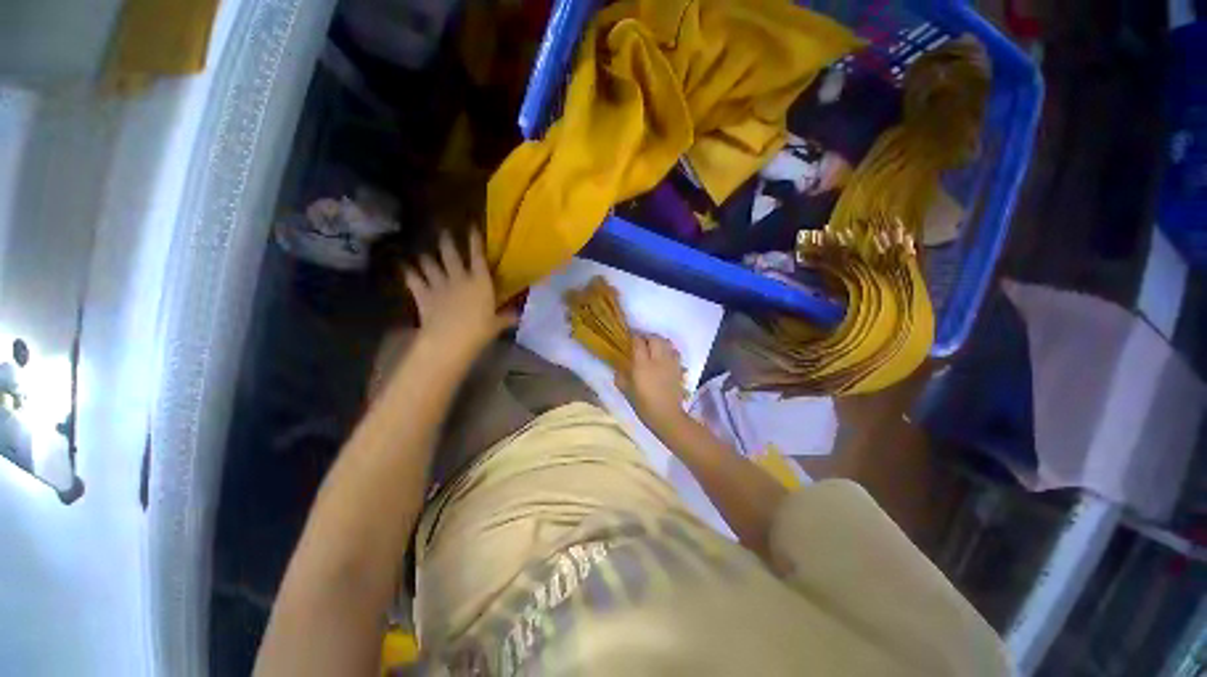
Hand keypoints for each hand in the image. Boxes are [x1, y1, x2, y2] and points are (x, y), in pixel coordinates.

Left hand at [403, 229, 514, 359]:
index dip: (475, 240)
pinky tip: (405, 267)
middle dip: (447, 241)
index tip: (471, 226)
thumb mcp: (497, 325)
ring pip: (430, 264)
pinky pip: (414, 279)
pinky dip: (409, 272)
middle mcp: (459, 278)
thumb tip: (519, 315)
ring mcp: (439, 285)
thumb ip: (506, 317)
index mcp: (480, 282)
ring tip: (424, 252)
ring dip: (427, 257)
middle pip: (451, 254)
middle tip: (444, 231)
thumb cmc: (479, 331)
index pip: (478, 257)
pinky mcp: (423, 295)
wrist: (450, 340)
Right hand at [616, 334, 687, 434]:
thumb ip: (620, 377)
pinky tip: (664, 356)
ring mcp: (670, 363)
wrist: (667, 416)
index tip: (630, 338)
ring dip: (659, 341)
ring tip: (653, 346)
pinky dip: (669, 350)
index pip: (639, 342)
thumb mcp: (626, 391)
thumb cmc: (644, 405)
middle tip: (642, 341)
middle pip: (655, 338)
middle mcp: (657, 360)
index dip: (634, 337)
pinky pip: (674, 352)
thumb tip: (618, 368)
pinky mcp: (679, 368)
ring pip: (667, 342)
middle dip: (647, 337)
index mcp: (642, 365)